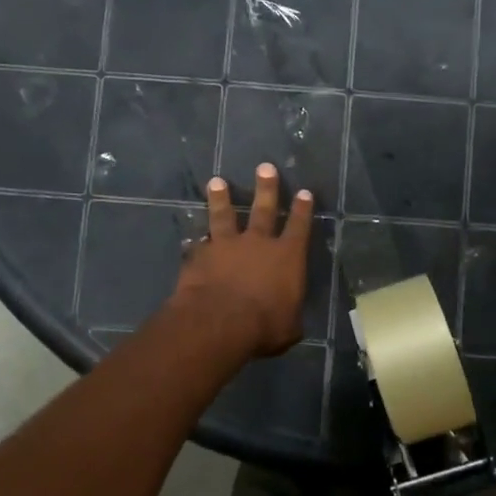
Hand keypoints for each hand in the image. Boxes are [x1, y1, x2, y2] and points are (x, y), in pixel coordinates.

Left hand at [171, 164, 313, 359]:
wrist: (218, 322)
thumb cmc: (263, 326)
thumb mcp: (288, 328)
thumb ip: (289, 317)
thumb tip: (289, 321)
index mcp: (288, 257)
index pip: (299, 226)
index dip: (303, 209)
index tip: (304, 191)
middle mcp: (258, 243)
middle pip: (263, 209)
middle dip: (266, 188)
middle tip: (265, 167)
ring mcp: (226, 246)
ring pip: (224, 215)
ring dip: (221, 198)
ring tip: (217, 182)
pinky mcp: (199, 256)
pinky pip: (198, 244)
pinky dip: (196, 240)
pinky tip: (190, 236)